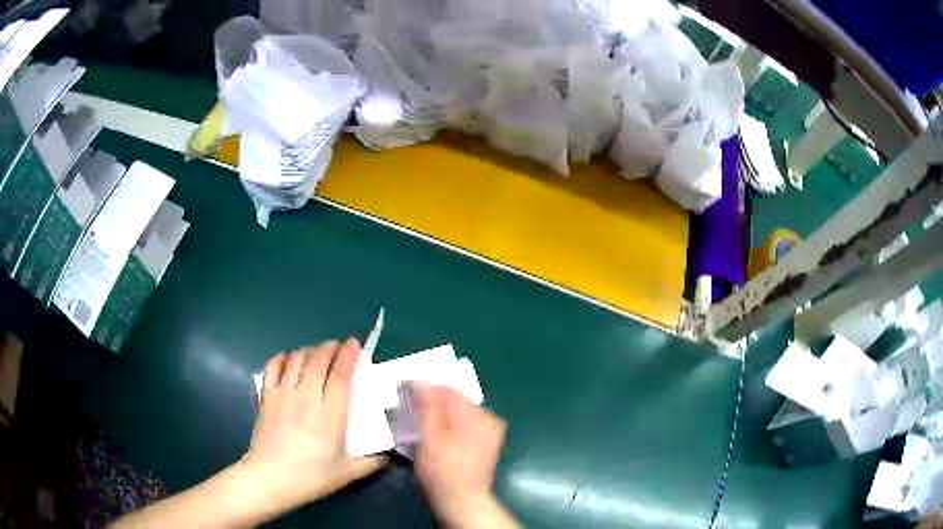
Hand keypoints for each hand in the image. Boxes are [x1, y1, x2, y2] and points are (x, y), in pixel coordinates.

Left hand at [239, 340, 386, 516]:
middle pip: (318, 359)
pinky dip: (283, 357)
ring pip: (297, 359)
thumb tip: (390, 453)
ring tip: (318, 353)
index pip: (341, 374)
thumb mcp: (349, 473)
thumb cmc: (311, 477)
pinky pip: (274, 366)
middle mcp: (307, 397)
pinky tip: (289, 360)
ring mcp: (284, 394)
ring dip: (310, 350)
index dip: (349, 355)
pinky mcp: (267, 396)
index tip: (355, 345)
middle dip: (330, 347)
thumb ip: (373, 461)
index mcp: (330, 415)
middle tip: (339, 347)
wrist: (270, 478)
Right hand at [413, 383, 516, 527]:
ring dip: (435, 414)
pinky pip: (461, 424)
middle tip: (406, 410)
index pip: (448, 390)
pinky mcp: (484, 443)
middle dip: (429, 403)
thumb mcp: (430, 439)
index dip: (424, 389)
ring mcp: (488, 431)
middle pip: (453, 401)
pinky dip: (445, 426)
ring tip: (416, 424)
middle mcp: (488, 419)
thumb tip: (419, 381)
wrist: (462, 502)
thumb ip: (426, 407)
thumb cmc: (443, 473)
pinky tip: (431, 435)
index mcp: (479, 416)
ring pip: (456, 412)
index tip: (402, 393)